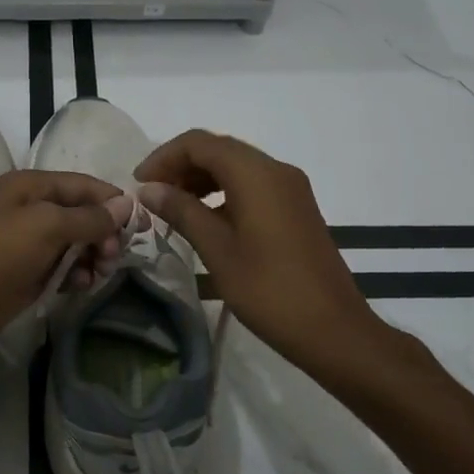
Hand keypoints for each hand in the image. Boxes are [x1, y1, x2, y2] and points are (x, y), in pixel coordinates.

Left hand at [0, 170, 125, 371]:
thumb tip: (126, 206)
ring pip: (76, 243)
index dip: (114, 203)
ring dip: (92, 256)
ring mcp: (29, 243)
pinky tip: (80, 286)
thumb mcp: (45, 226)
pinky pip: (63, 267)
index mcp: (32, 185)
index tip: (142, 228)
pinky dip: (76, 274)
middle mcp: (31, 208)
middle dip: (104, 232)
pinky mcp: (27, 273)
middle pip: (83, 213)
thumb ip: (88, 217)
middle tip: (113, 257)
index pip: (85, 185)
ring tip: (98, 274)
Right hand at [136, 130, 433, 381]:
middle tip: (152, 196)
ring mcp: (290, 188)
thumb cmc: (269, 290)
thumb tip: (149, 189)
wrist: (334, 330)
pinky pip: (252, 184)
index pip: (200, 143)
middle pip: (218, 149)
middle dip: (181, 166)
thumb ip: (182, 211)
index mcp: (256, 174)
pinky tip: (205, 219)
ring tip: (173, 208)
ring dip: (201, 178)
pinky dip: (223, 191)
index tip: (139, 184)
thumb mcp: (217, 250)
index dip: (164, 157)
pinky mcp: (296, 207)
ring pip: (236, 166)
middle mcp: (276, 170)